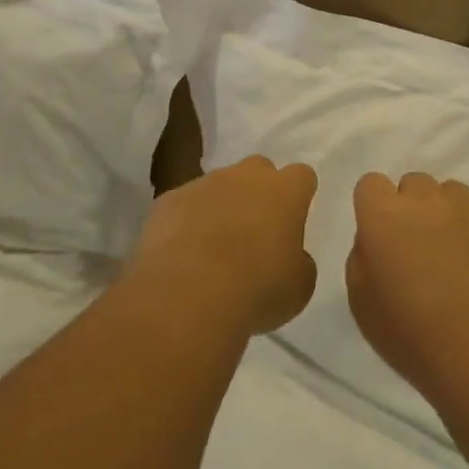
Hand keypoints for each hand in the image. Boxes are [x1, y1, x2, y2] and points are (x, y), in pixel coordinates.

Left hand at [125, 155, 318, 336]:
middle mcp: (245, 177)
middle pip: (258, 170)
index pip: (301, 176)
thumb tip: (289, 257)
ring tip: (213, 247)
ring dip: (221, 206)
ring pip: (218, 186)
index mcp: (285, 192)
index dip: (298, 196)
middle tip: (255, 230)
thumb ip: (298, 262)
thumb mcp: (298, 287)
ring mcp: (203, 185)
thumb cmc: (256, 290)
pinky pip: (184, 205)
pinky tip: (183, 254)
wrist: (186, 297)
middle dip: (258, 192)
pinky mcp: (167, 200)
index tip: (293, 219)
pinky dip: (186, 221)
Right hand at [345, 172, 468, 395]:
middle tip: (419, 248)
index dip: (375, 208)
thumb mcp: (361, 301)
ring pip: (452, 193)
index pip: (371, 184)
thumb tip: (376, 240)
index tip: (381, 237)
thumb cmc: (410, 333)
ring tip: (457, 255)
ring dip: (448, 214)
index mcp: (383, 215)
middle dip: (413, 208)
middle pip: (414, 184)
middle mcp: (425, 199)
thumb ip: (362, 256)